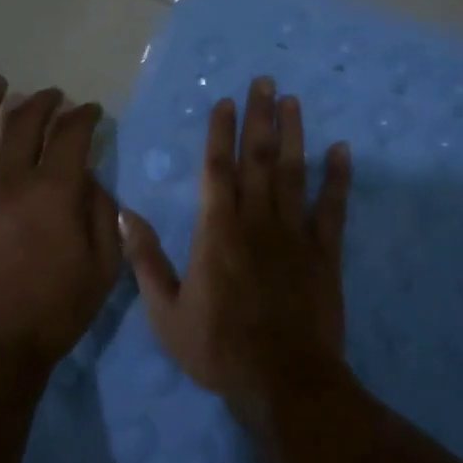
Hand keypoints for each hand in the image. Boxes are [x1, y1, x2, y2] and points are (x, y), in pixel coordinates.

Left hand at [0, 77, 121, 366]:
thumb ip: (102, 215)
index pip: (70, 135)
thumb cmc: (55, 312)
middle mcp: (9, 182)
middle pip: (23, 124)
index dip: (83, 116)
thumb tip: (91, 180)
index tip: (91, 110)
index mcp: (53, 193)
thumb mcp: (103, 268)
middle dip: (42, 102)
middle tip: (53, 96)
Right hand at [119, 76, 351, 400]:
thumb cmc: (218, 348)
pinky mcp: (325, 253)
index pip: (217, 168)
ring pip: (294, 172)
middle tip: (266, 81)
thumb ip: (145, 260)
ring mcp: (294, 234)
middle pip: (258, 158)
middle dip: (260, 116)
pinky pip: (332, 208)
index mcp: (217, 230)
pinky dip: (338, 178)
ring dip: (294, 134)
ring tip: (293, 100)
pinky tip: (342, 150)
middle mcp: (256, 220)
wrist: (282, 381)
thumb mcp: (165, 311)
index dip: (221, 132)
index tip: (226, 101)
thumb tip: (121, 215)